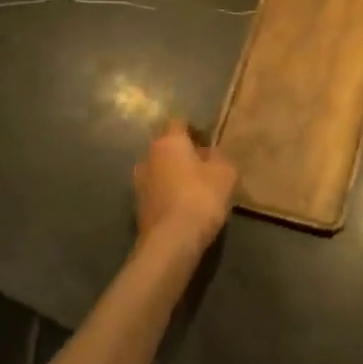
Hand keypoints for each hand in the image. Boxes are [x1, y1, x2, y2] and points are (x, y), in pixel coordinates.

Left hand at [134, 120, 236, 257]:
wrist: (172, 241)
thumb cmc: (201, 197)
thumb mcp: (225, 172)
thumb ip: (219, 157)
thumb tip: (210, 154)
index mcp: (168, 141)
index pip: (178, 122)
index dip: (194, 129)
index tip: (208, 142)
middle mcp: (148, 156)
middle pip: (166, 147)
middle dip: (182, 153)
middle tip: (203, 165)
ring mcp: (138, 183)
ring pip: (159, 170)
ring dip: (173, 175)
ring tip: (194, 188)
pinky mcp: (137, 207)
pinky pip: (156, 191)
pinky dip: (167, 194)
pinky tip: (184, 207)